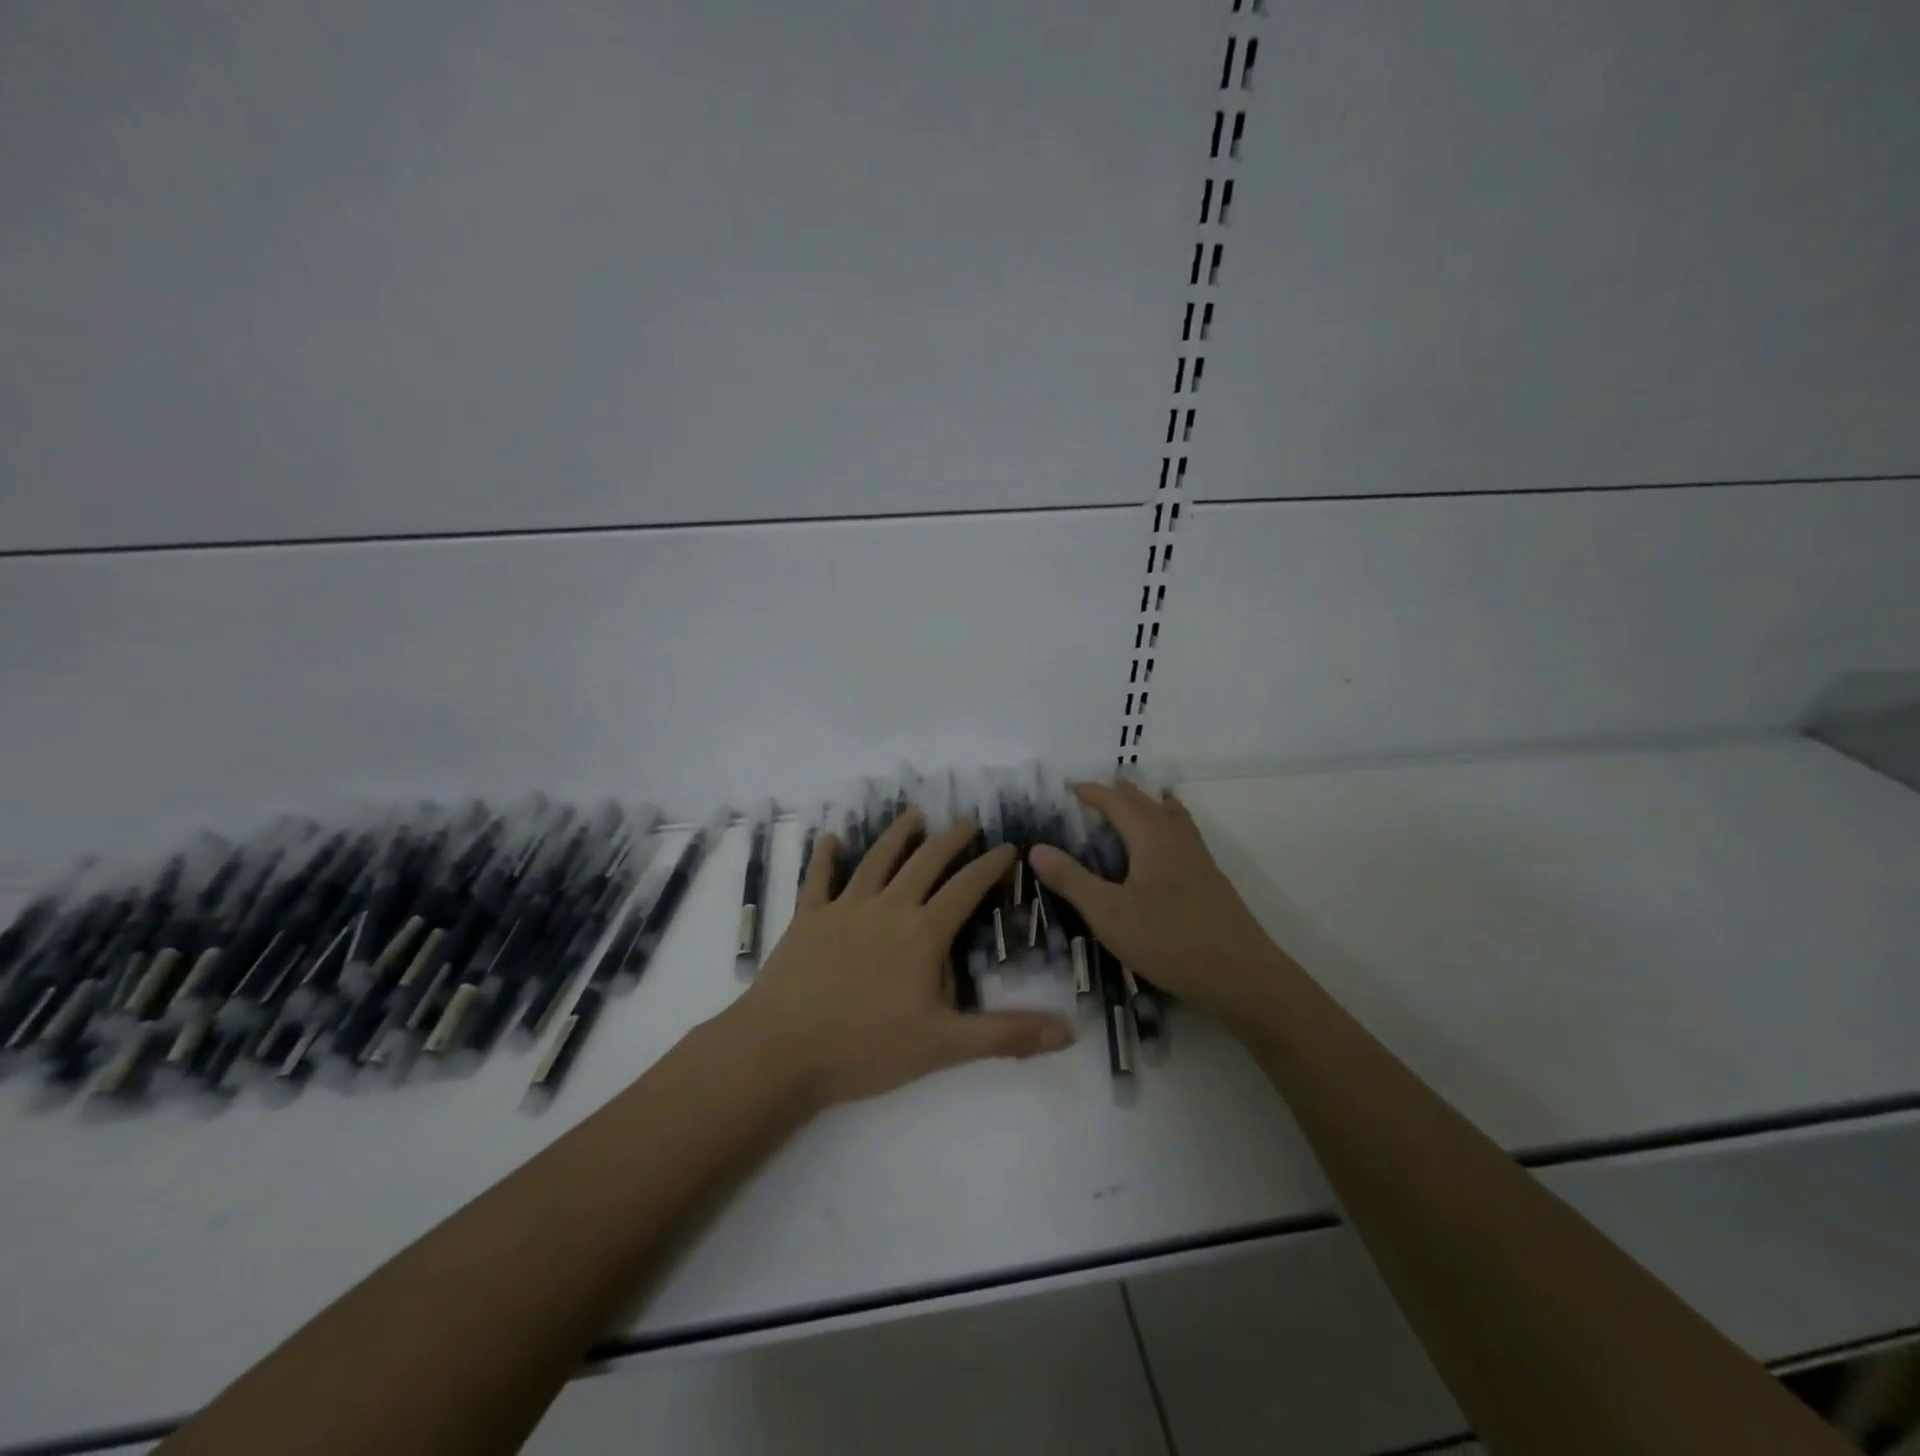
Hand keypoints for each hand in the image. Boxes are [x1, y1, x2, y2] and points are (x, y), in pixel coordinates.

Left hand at [725, 807, 1074, 1106]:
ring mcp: (844, 908)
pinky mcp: (808, 918)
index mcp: (922, 933)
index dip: (989, 865)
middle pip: (924, 862)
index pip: (966, 888)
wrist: (782, 1050)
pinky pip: (818, 878)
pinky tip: (831, 837)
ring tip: (913, 814)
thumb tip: (1069, 1033)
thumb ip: (1006, 1035)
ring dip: (897, 834)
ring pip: (876, 859)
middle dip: (949, 838)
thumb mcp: (944, 1046)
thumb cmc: (866, 1048)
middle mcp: (887, 907)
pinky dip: (826, 855)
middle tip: (966, 820)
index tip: (1008, 846)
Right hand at [1030, 781, 1288, 1028]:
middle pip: (1145, 801)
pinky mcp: (1209, 879)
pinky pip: (1182, 834)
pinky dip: (1164, 825)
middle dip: (1117, 795)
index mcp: (1151, 836)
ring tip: (1129, 809)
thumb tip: (1036, 848)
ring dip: (1145, 806)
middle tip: (1090, 800)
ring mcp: (1198, 857)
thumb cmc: (1169, 940)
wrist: (1242, 976)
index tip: (1066, 789)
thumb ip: (1071, 879)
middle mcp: (1176, 837)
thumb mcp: (1108, 913)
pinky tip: (1161, 850)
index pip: (1115, 801)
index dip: (1090, 792)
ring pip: (1169, 815)